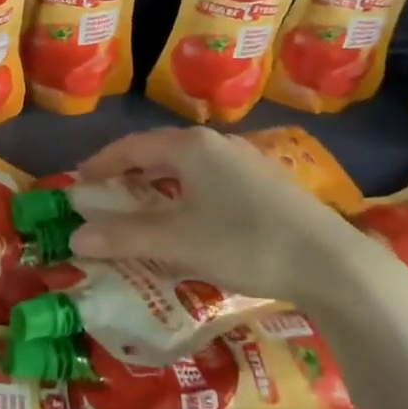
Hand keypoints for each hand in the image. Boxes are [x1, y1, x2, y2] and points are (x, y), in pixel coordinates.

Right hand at [66, 127, 398, 315]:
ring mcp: (245, 162)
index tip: (79, 184)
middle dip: (129, 174)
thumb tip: (75, 237)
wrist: (332, 263)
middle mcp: (217, 144)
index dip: (101, 164)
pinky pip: (210, 181)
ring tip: (142, 208)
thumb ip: (124, 236)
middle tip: (105, 197)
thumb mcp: (178, 241)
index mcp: (191, 147)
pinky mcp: (266, 184)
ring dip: (159, 186)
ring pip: (188, 167)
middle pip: (160, 152)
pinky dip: (186, 195)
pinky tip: (190, 219)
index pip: (132, 146)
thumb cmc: (246, 242)